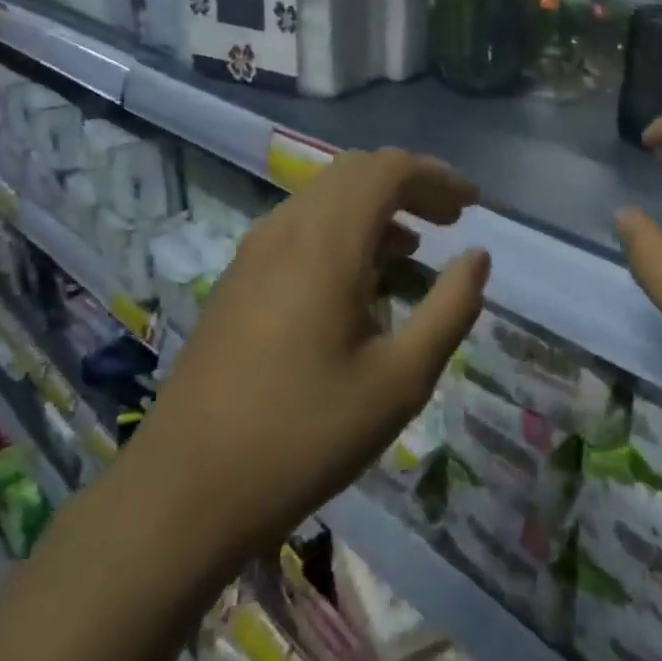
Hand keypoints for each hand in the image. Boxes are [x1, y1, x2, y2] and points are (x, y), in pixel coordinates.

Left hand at [138, 150, 489, 563]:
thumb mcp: (399, 382)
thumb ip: (449, 310)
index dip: (437, 177)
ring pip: (323, 197)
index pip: (388, 170)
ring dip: (374, 206)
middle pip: (354, 172)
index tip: (474, 206)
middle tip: (449, 220)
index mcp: (326, 244)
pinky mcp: (237, 281)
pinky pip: (299, 227)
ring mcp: (253, 253)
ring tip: (414, 249)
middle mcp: (285, 231)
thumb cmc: (304, 436)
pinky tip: (359, 279)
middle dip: (409, 185)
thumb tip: (477, 258)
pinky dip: (342, 230)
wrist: (184, 491)